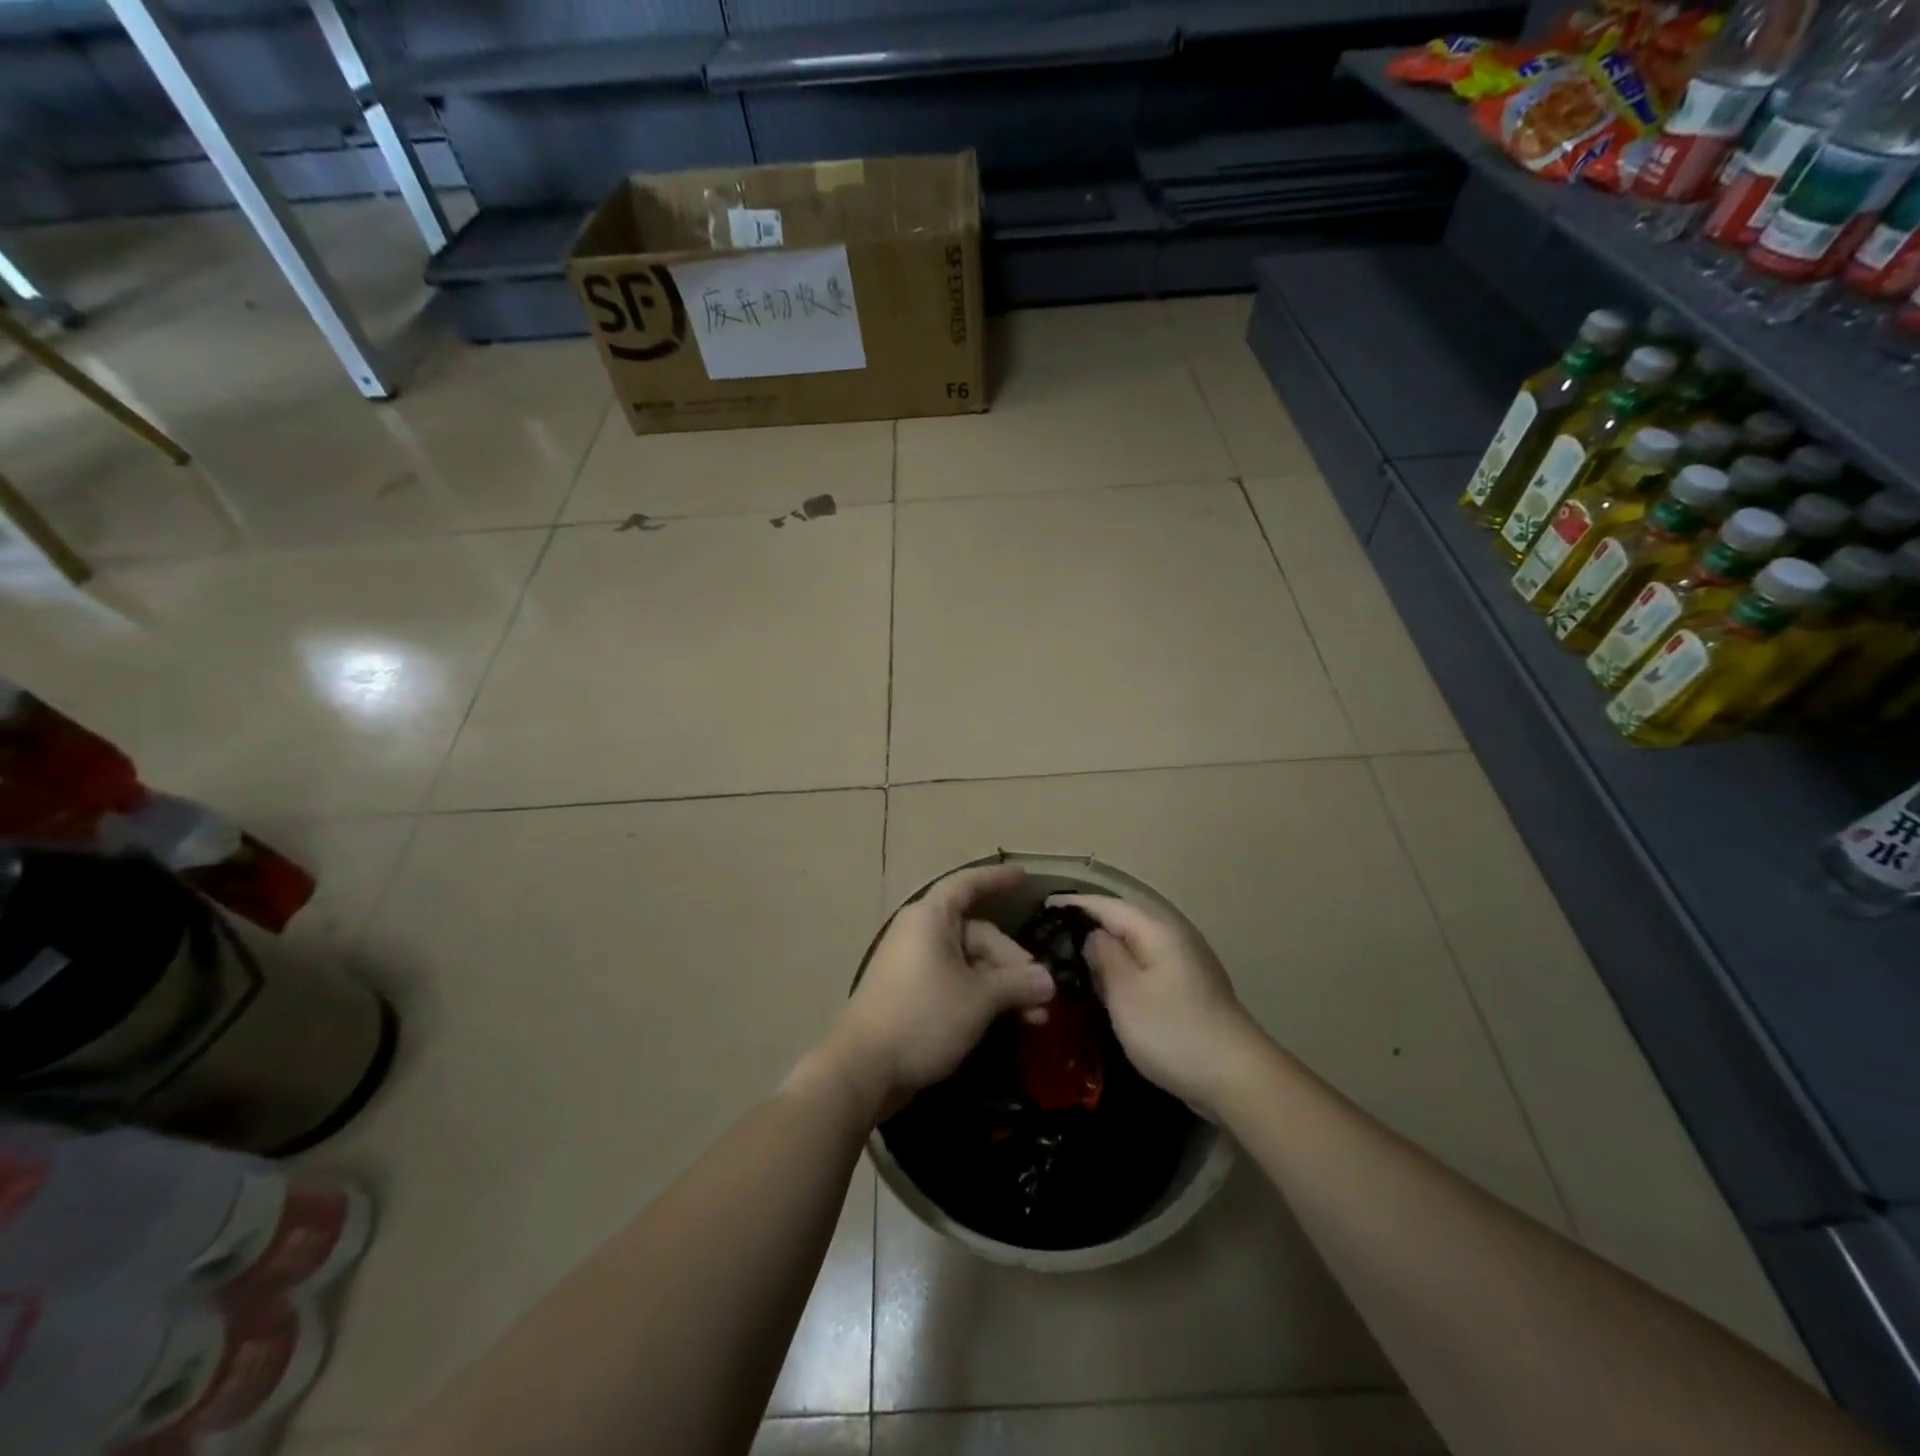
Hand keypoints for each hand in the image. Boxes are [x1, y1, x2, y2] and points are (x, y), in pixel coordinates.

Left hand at [823, 864, 1055, 1118]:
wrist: (864, 1069)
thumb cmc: (923, 1017)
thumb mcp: (979, 999)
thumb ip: (1017, 984)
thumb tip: (1049, 981)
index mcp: (930, 918)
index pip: (968, 885)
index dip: (997, 879)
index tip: (1024, 876)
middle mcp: (920, 933)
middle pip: (977, 934)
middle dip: (1013, 963)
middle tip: (1043, 995)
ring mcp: (913, 965)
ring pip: (969, 963)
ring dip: (1002, 986)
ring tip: (1035, 1018)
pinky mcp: (911, 995)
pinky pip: (954, 982)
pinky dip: (981, 996)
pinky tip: (1007, 1021)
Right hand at [1048, 893, 1265, 1117]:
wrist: (1235, 1077)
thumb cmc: (1172, 1030)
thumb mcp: (1125, 993)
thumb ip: (1104, 956)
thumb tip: (1092, 935)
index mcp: (1157, 929)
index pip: (1107, 905)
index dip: (1074, 904)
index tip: (1042, 907)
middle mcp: (1173, 936)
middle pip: (1123, 920)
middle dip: (1089, 923)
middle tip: (1051, 935)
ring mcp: (1185, 962)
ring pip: (1135, 943)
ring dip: (1106, 947)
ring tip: (1070, 956)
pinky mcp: (1188, 987)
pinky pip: (1146, 964)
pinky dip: (1123, 967)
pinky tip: (1105, 984)